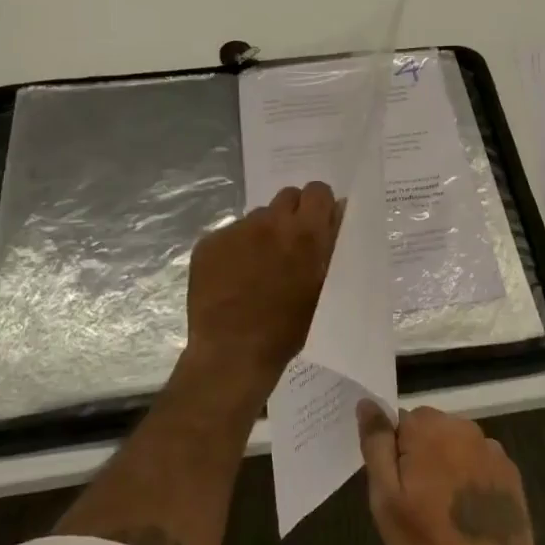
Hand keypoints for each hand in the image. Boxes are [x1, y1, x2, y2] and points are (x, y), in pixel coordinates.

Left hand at [184, 183, 340, 390]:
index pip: (317, 191)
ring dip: (263, 232)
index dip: (319, 206)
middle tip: (289, 245)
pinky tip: (233, 277)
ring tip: (258, 267)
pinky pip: (229, 234)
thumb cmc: (288, 328)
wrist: (232, 353)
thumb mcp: (323, 288)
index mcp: (304, 233)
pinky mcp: (209, 243)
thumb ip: (330, 246)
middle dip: (292, 215)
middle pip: (287, 197)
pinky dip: (235, 249)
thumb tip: (336, 214)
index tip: (317, 224)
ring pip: (257, 216)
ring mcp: (236, 231)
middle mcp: (270, 222)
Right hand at [358, 404, 544, 544]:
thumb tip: (367, 403)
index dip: (392, 453)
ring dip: (445, 466)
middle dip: (419, 456)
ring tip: (441, 512)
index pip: (399, 421)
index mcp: (430, 429)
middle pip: (429, 429)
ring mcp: (492, 449)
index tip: (395, 486)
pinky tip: (467, 514)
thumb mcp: (386, 499)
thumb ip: (376, 445)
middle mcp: (464, 428)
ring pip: (454, 445)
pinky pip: (478, 462)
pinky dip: (469, 478)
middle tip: (414, 504)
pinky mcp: (510, 472)